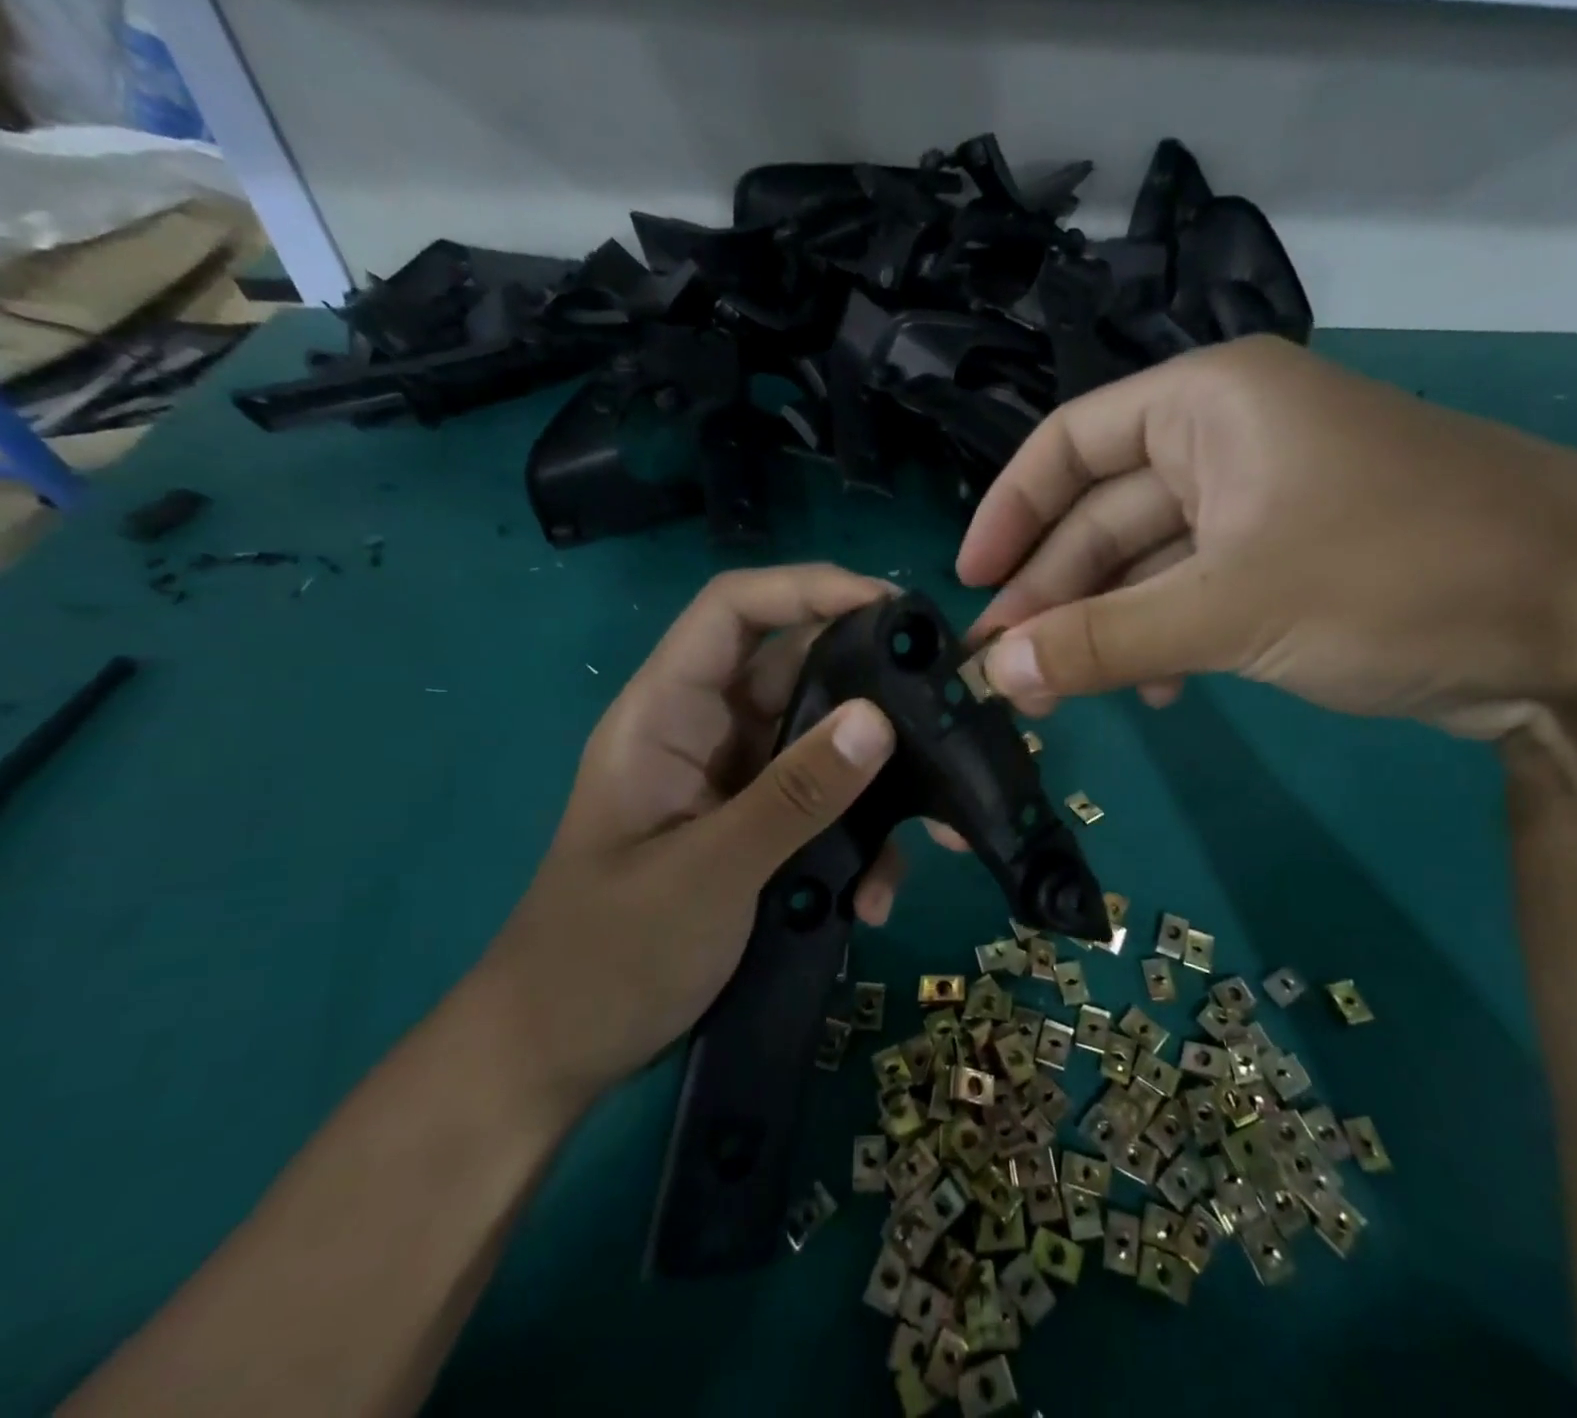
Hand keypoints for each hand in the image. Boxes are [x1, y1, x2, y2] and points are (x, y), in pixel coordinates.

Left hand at [476, 566, 899, 1104]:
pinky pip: (825, 809)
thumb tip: (879, 720)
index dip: (808, 587)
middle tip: (947, 714)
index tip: (891, 607)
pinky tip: (874, 898)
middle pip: (799, 675)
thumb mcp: (708, 873)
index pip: (734, 610)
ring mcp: (737, 786)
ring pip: (824, 749)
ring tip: (935, 835)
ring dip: (877, 788)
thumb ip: (795, 796)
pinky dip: (859, 843)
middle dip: (872, 696)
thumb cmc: (606, 957)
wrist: (562, 1056)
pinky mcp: (761, 832)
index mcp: (667, 714)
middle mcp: (708, 734)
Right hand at [957, 334, 1576, 736]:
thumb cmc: (1402, 576)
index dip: (1008, 513)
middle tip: (1003, 668)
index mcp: (1208, 405)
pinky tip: (1150, 691)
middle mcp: (1227, 441)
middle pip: (1103, 516)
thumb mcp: (1233, 608)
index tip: (967, 584)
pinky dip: (1161, 641)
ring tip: (1057, 692)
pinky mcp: (1288, 566)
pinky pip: (1193, 597)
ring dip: (1101, 626)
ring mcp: (1260, 507)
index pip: (1069, 445)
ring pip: (1145, 565)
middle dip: (1051, 592)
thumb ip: (1104, 640)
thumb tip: (996, 674)